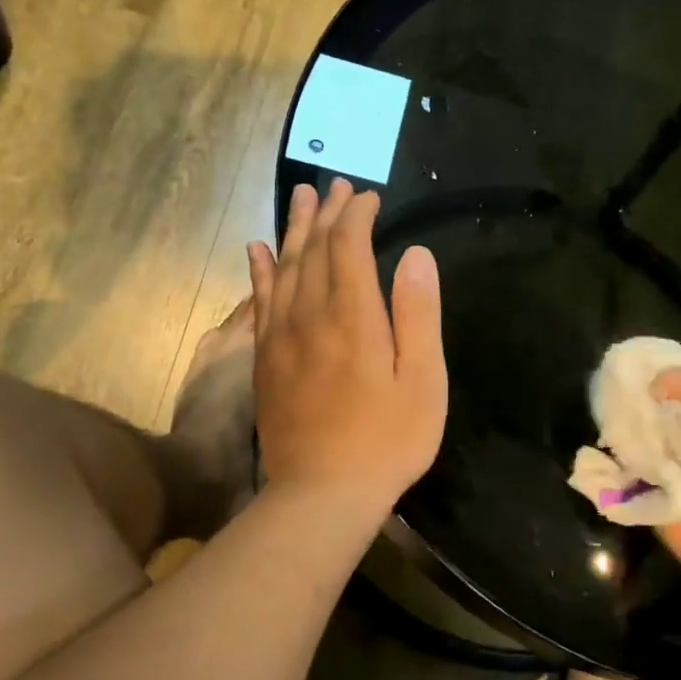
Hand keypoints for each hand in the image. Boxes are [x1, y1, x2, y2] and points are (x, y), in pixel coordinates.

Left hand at [247, 181, 446, 514]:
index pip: (348, 246)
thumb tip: (415, 254)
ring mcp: (281, 337)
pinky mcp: (265, 359)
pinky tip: (257, 250)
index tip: (370, 198)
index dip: (357, 216)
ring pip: (284, 268)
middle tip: (336, 185)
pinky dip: (260, 271)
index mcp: (353, 316)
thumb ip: (418, 314)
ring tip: (300, 198)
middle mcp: (311, 315)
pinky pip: (258, 301)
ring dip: (294, 230)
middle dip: (327, 213)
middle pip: (314, 250)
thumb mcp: (423, 381)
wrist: (322, 493)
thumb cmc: (387, 440)